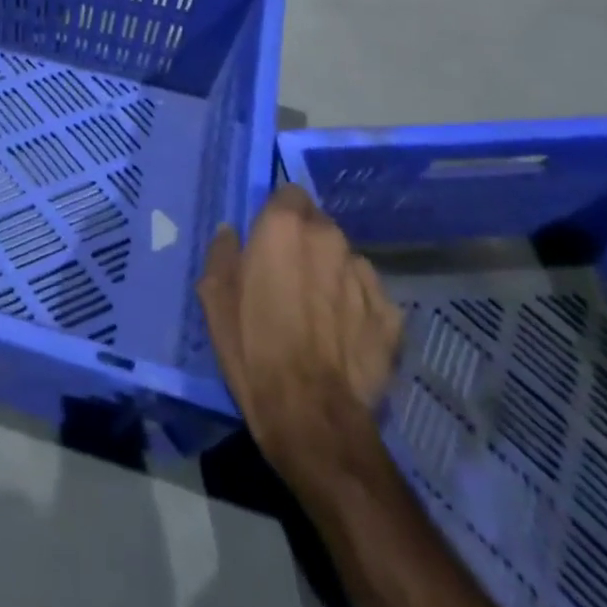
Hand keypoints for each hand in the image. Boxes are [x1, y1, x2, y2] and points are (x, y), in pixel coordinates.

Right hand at [197, 186, 403, 466]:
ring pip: (346, 259)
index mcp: (284, 226)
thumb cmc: (252, 345)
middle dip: (305, 241)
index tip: (268, 237)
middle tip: (289, 275)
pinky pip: (369, 296)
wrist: (310, 414)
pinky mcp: (392, 314)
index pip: (289, 192)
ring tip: (318, 310)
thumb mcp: (215, 295)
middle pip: (319, 224)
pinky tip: (343, 335)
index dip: (278, 212)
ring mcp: (366, 276)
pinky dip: (357, 306)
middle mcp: (330, 238)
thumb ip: (223, 253)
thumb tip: (231, 233)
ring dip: (332, 272)